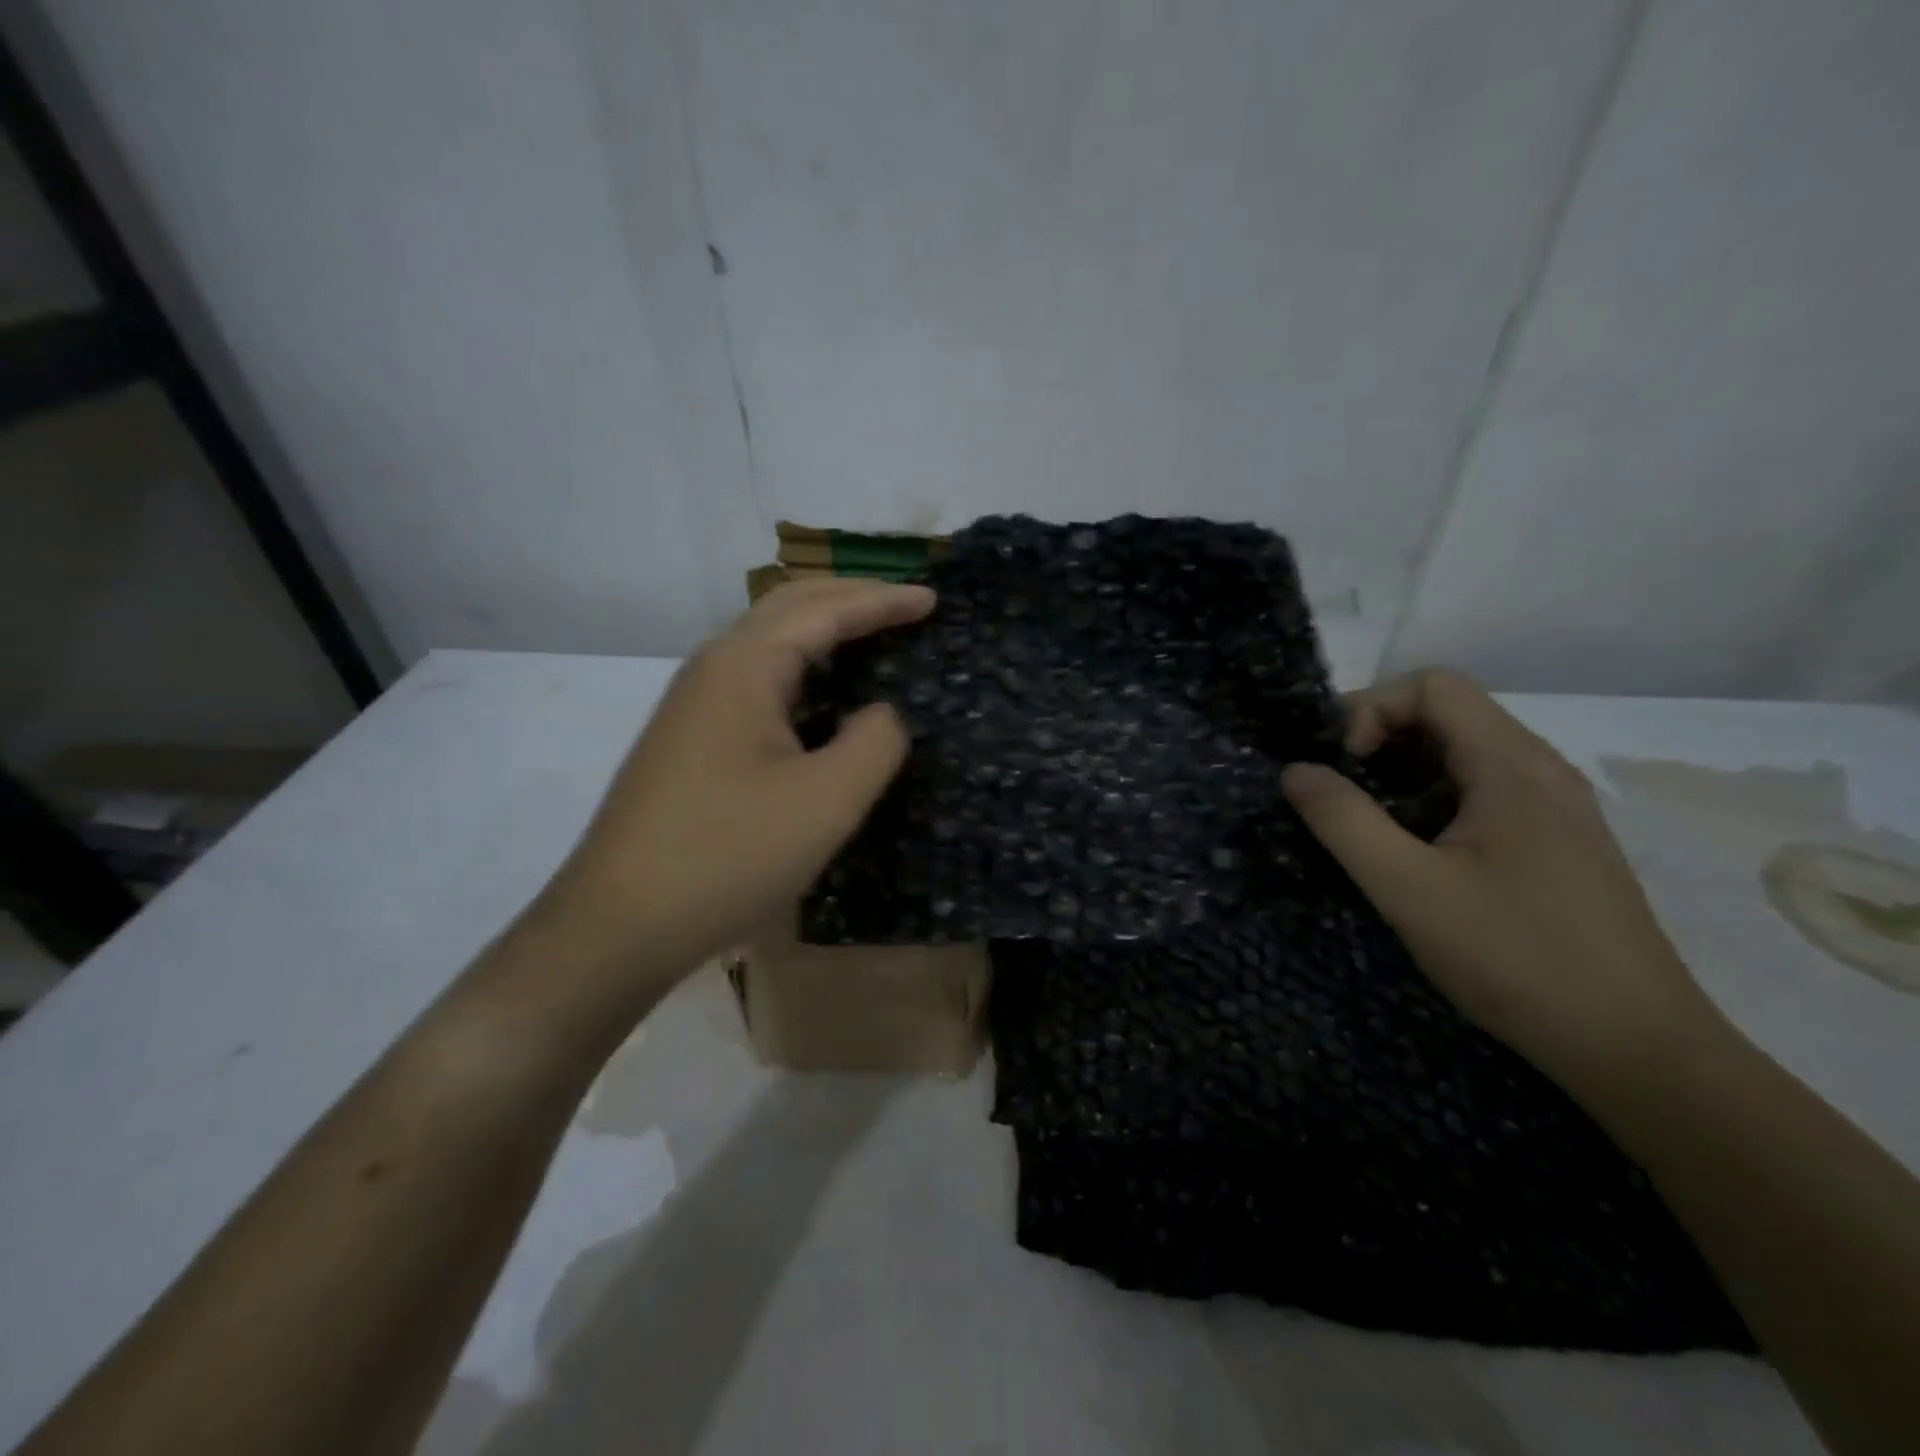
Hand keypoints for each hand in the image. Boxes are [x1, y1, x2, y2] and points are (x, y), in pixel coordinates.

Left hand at [532, 577, 934, 987]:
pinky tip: (822, 699)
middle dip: (851, 598)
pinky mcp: (690, 740)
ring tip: (872, 638)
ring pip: (768, 644)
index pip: (826, 610)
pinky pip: (756, 681)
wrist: (619, 923)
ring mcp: (694, 705)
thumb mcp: (827, 800)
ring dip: (823, 630)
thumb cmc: (730, 855)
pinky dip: (801, 670)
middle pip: (789, 608)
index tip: (933, 599)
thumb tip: (882, 714)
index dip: (884, 601)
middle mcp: (713, 669)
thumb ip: (876, 741)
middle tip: (906, 606)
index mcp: (744, 666)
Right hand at [1281, 669, 1722, 1088]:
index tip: (1342, 766)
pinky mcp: (1558, 842)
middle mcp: (1542, 770)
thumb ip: (1344, 821)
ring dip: (1405, 767)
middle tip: (1338, 788)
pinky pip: (1485, 788)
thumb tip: (1295, 770)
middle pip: (1449, 711)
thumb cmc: (1516, 959)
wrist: (1638, 1050)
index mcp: (1513, 767)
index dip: (1372, 708)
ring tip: (1368, 818)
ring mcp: (1556, 807)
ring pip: (1466, 751)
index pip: (1433, 686)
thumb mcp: (1408, 890)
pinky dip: (1435, 795)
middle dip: (1381, 734)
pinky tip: (1417, 847)